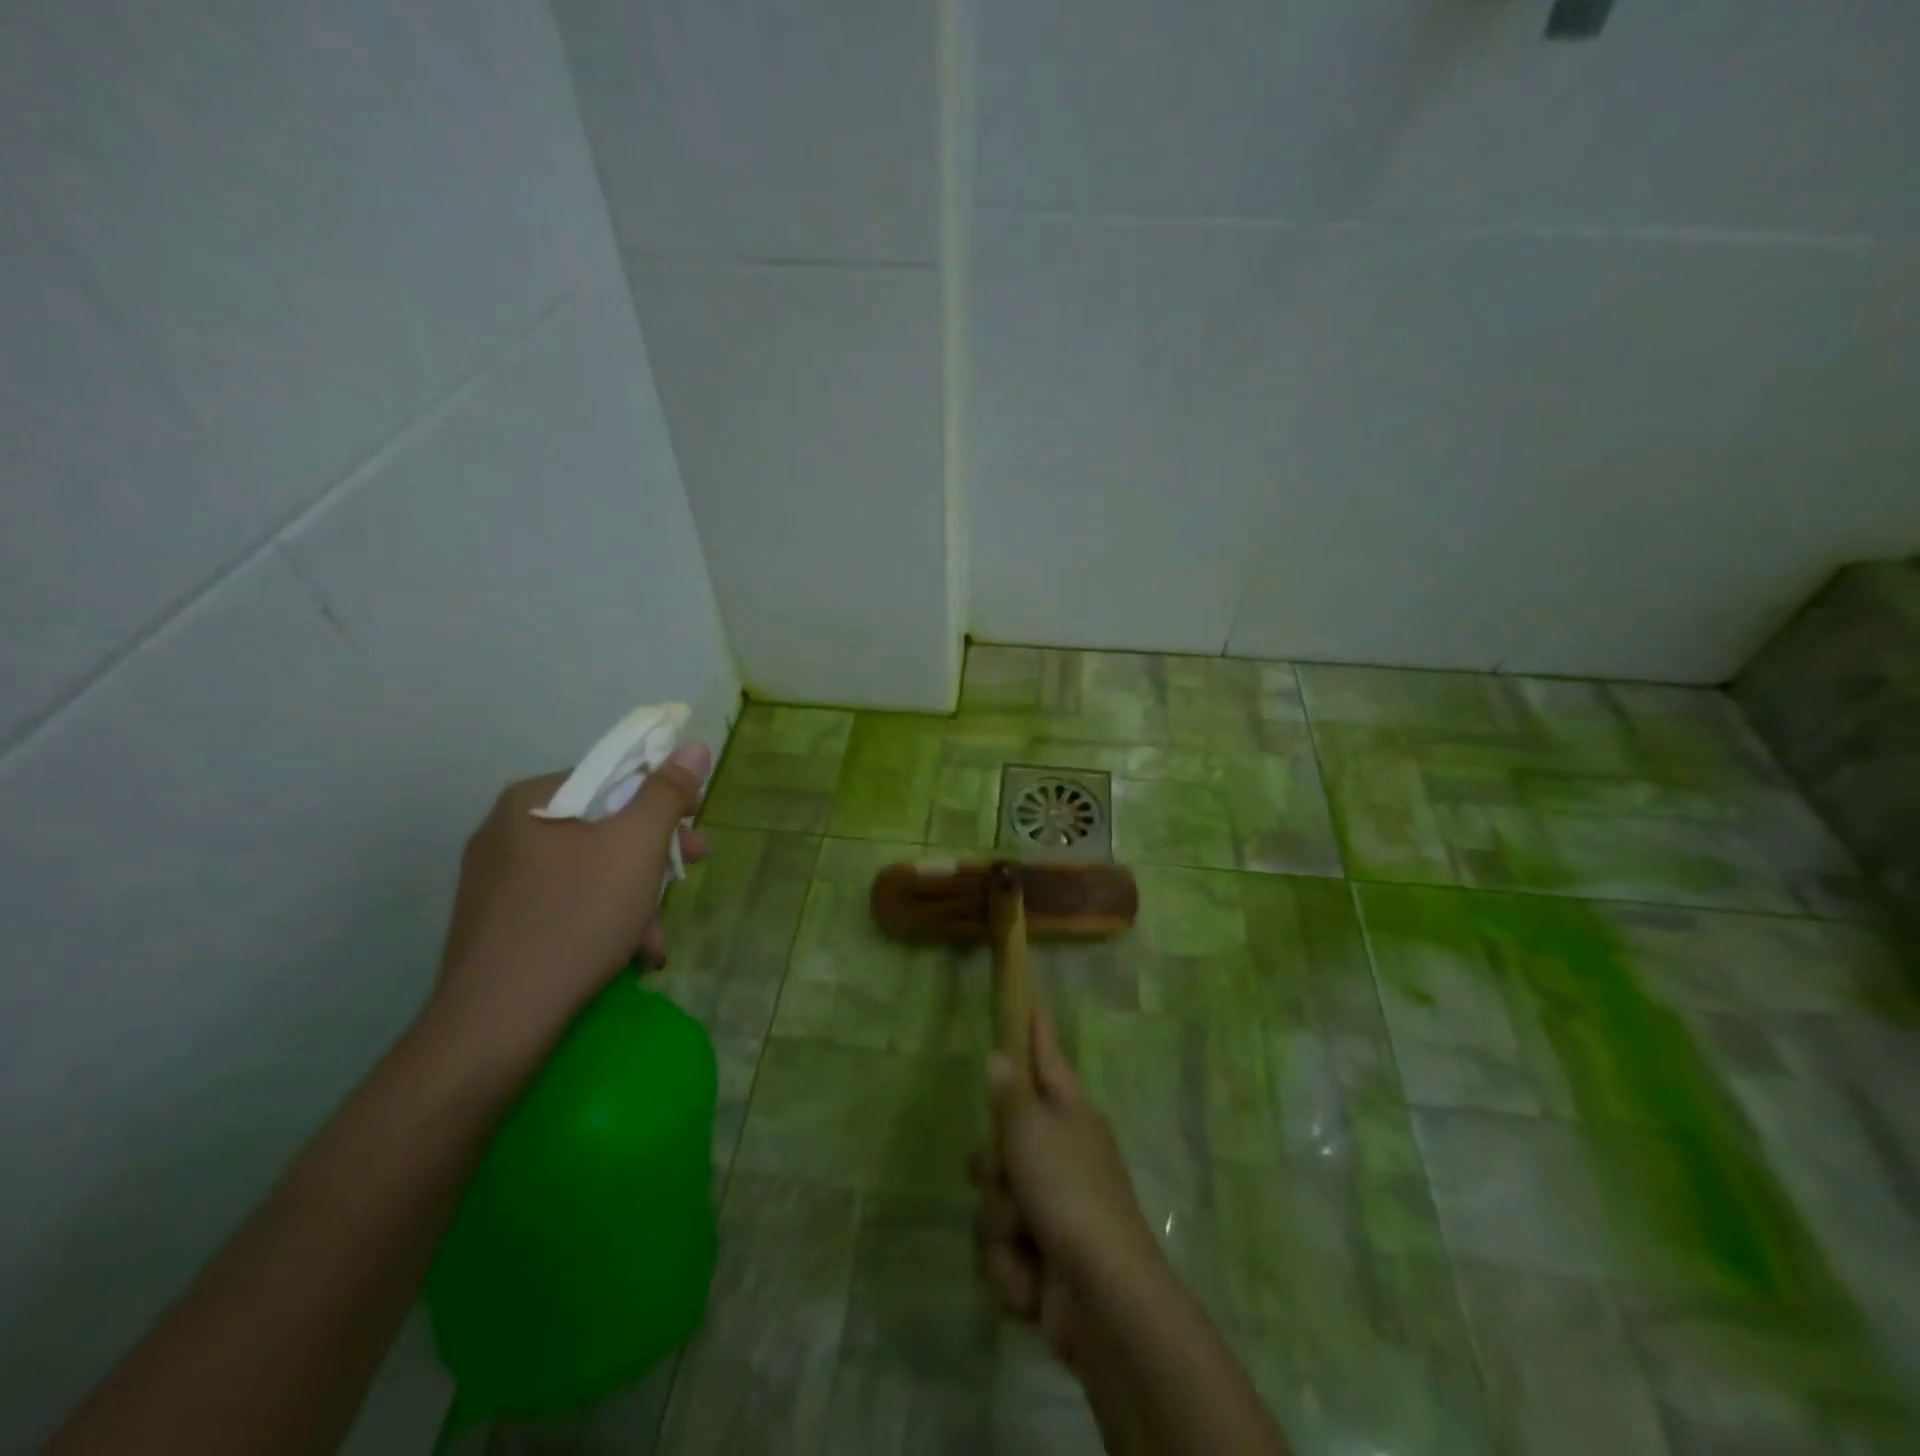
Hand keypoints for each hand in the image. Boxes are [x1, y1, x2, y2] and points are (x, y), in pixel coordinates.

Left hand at [427, 743, 710, 1058]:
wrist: (496, 1022)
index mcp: (531, 800)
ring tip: (656, 938)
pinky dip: (602, 917)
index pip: (612, 777)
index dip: (663, 798)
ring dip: (633, 894)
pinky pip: (565, 901)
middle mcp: (505, 830)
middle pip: (602, 825)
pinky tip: (626, 952)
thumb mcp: (636, 846)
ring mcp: (496, 880)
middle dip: (653, 854)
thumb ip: (667, 792)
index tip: (694, 828)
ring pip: (588, 868)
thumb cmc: (576, 917)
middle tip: (690, 871)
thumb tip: (693, 745)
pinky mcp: (497, 922)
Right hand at [969, 1006, 1162, 1366]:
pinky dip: (1011, 1268)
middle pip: (1002, 1140)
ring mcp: (1053, 1209)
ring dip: (1001, 1223)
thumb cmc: (1069, 1193)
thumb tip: (1001, 1058)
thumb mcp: (1032, 1132)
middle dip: (992, 1165)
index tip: (1030, 1000)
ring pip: (994, 1199)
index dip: (1036, 1030)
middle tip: (1005, 1172)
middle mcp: (1062, 1155)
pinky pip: (1001, 1250)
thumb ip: (1010, 1095)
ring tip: (1025, 1237)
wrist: (1102, 1298)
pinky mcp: (1042, 1260)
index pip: (1047, 1058)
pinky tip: (1032, 1279)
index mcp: (1070, 1115)